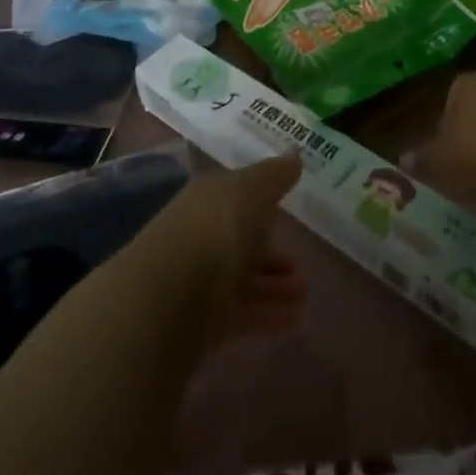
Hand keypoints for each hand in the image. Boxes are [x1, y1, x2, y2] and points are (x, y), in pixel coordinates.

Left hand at [149, 157, 307, 349]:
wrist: (169, 298)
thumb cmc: (217, 229)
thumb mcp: (254, 190)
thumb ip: (276, 174)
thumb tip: (295, 154)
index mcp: (208, 198)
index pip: (236, 193)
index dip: (264, 199)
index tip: (291, 207)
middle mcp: (199, 234)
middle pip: (238, 240)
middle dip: (271, 252)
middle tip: (301, 264)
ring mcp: (197, 279)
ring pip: (241, 278)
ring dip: (274, 286)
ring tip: (306, 295)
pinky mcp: (199, 320)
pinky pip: (241, 313)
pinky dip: (268, 315)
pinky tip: (296, 320)